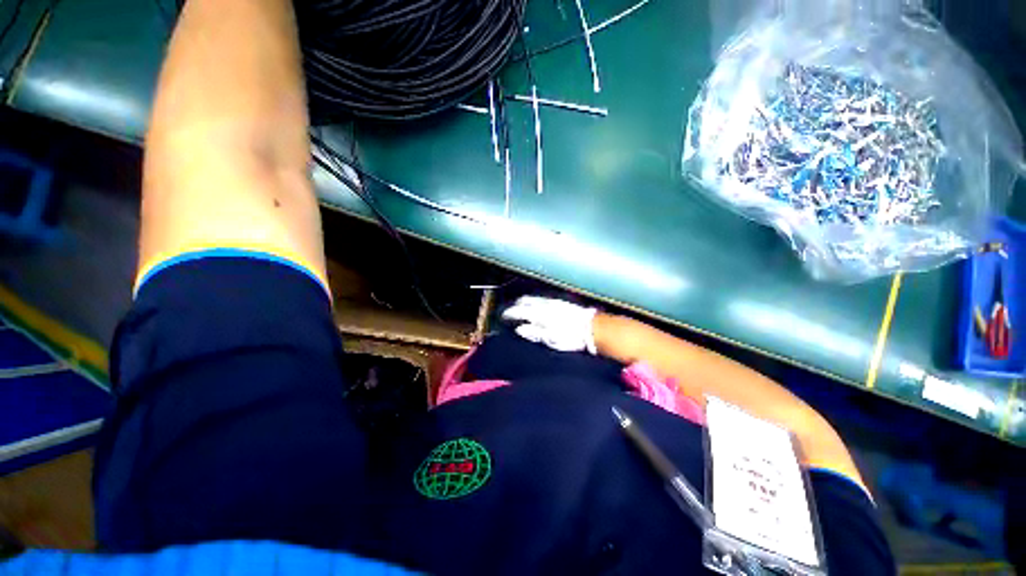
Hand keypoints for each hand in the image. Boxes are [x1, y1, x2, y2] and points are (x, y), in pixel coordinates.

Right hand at [501, 296, 597, 353]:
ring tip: (521, 306)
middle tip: (511, 310)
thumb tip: (520, 328)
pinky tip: (537, 305)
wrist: (592, 327)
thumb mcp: (550, 339)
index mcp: (540, 314)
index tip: (503, 316)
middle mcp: (545, 304)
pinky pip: (542, 298)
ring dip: (525, 302)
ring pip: (534, 298)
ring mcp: (553, 301)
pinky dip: (535, 301)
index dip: (510, 313)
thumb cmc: (570, 337)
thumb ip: (534, 332)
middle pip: (526, 301)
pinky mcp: (561, 301)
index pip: (520, 311)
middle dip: (516, 305)